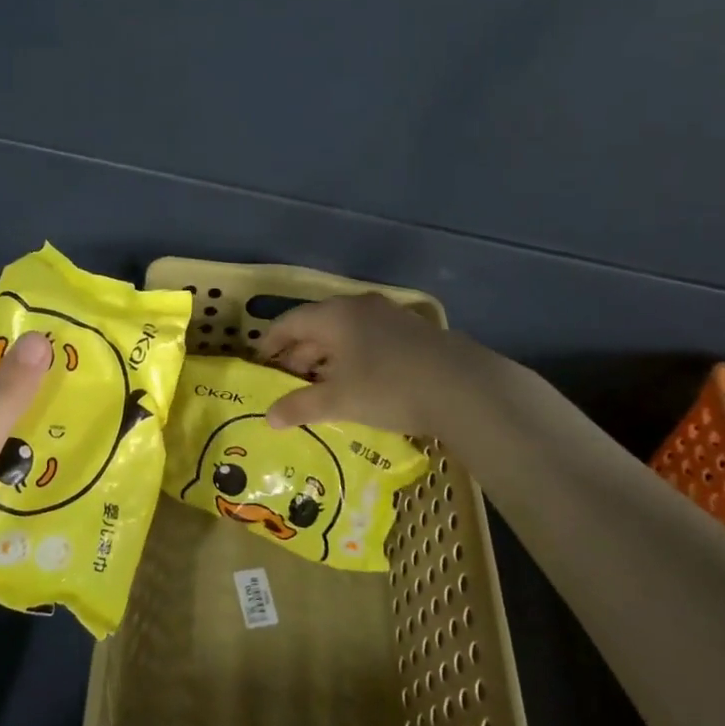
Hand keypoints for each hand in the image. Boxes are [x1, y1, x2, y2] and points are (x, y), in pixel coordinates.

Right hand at [260, 293, 467, 436]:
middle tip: (287, 381)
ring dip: (328, 357)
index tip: (260, 363)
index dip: (271, 342)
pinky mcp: (413, 333)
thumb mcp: (339, 400)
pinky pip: (369, 340)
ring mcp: (390, 317)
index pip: (290, 321)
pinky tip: (357, 383)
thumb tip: (268, 417)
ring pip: (346, 333)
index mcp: (335, 315)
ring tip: (320, 385)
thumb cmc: (388, 387)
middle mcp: (360, 308)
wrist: (464, 388)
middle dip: (300, 353)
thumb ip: (300, 406)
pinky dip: (353, 358)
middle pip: (318, 326)